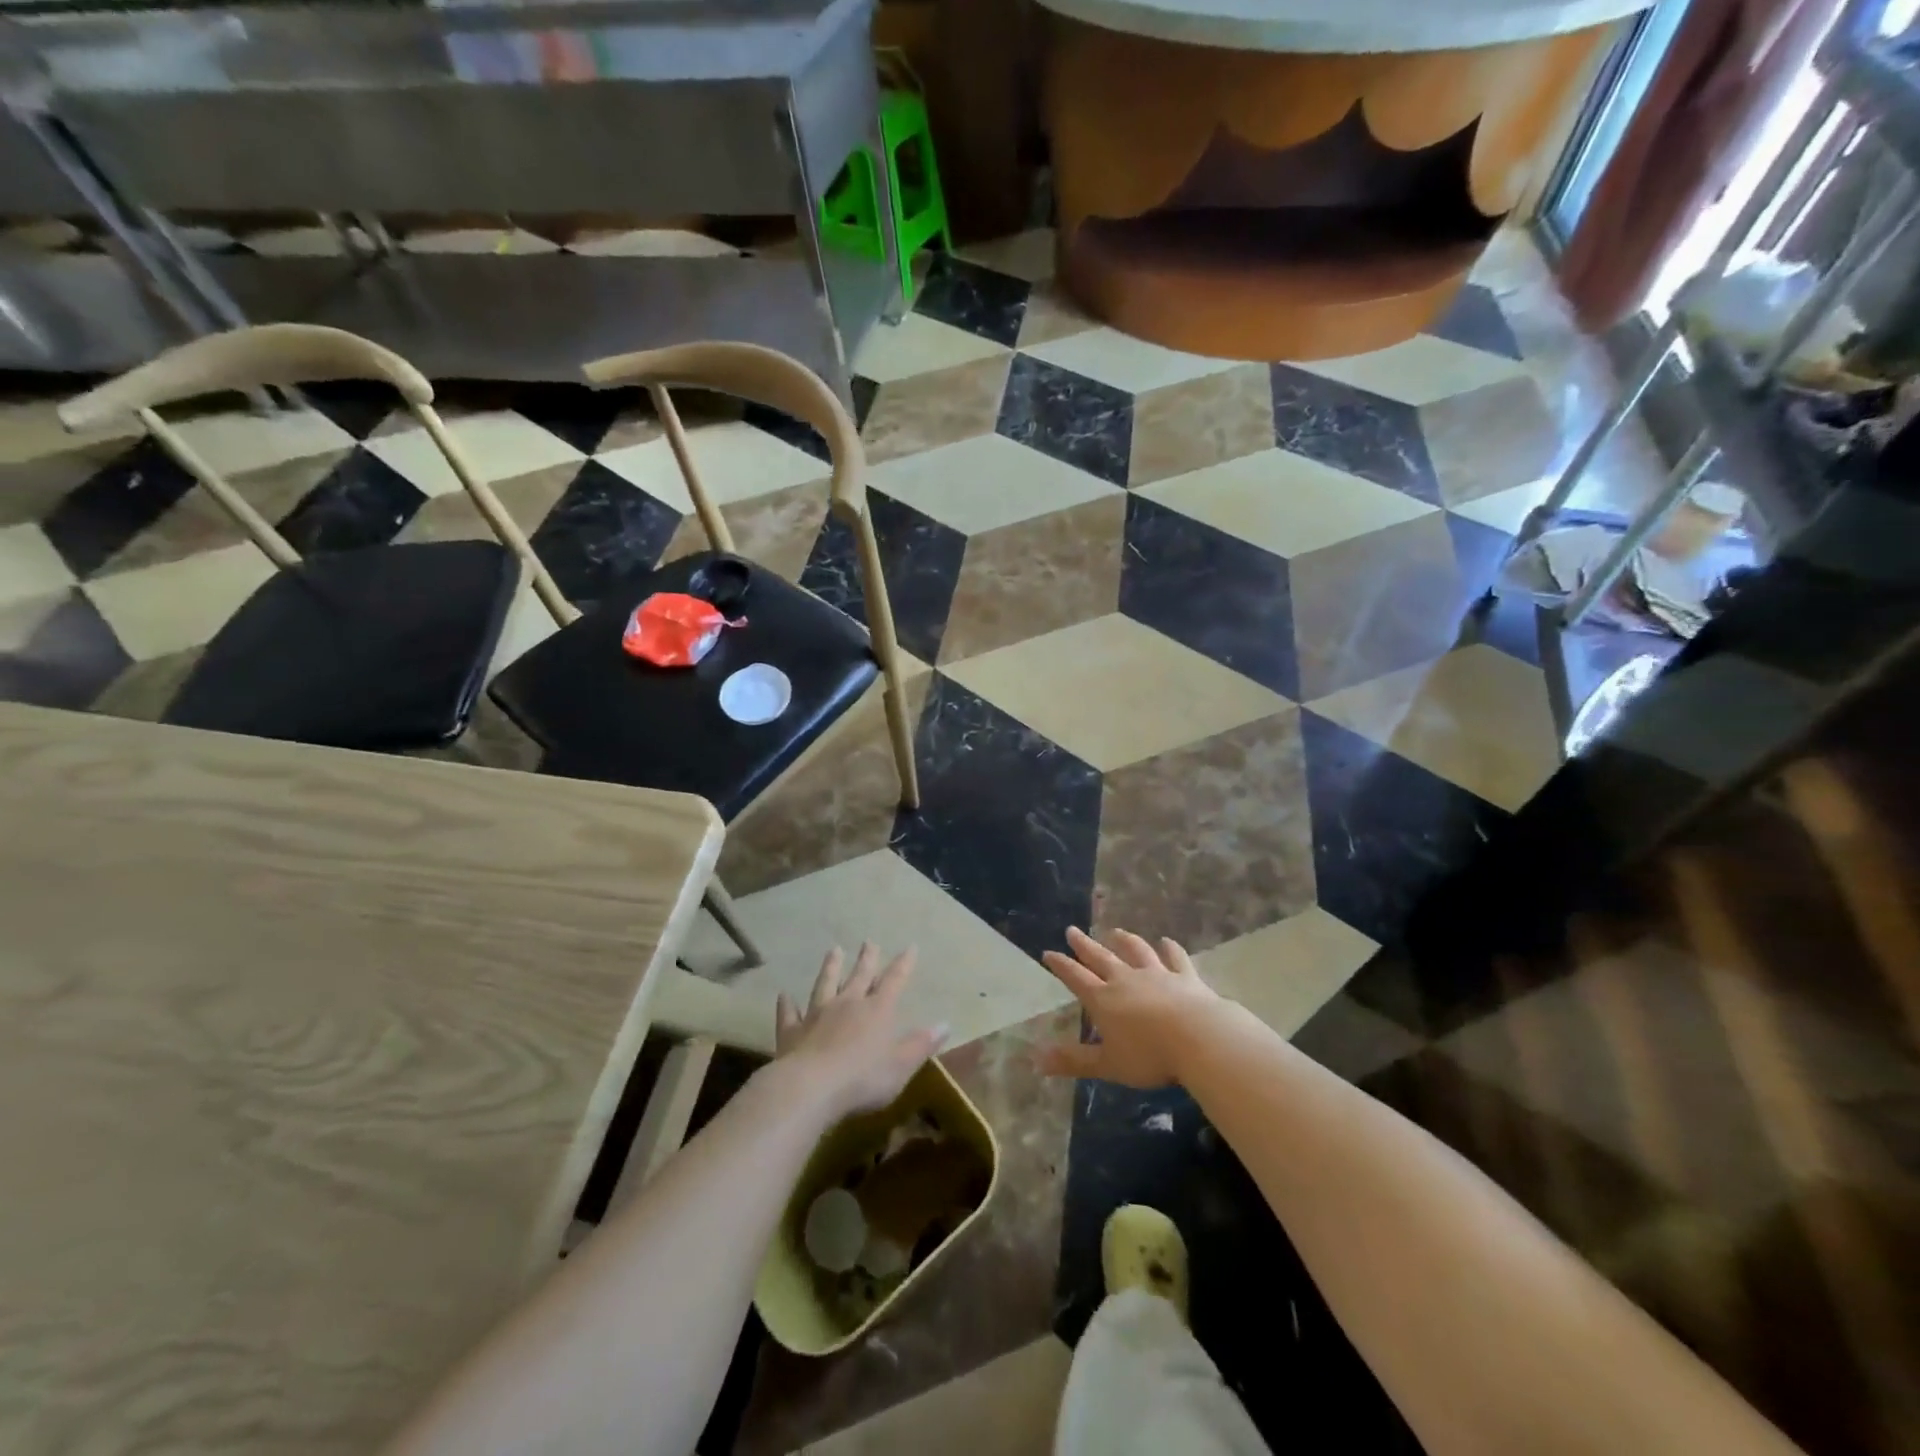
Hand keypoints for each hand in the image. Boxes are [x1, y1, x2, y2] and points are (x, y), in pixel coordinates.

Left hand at [774, 944, 948, 1120]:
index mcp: (877, 1010)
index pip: (894, 981)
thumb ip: (921, 1044)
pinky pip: (789, 1014)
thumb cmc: (863, 1078)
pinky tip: (784, 995)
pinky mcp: (792, 1032)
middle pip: (859, 976)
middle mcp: (847, 1004)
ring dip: (830, 968)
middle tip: (869, 942)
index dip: (903, 964)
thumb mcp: (901, 1064)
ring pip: (825, 985)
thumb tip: (946, 1023)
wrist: (810, 1088)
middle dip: (866, 959)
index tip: (910, 946)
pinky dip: (787, 1005)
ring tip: (834, 950)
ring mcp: (816, 1015)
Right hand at [1038, 926, 1219, 1087]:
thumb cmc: (1150, 1055)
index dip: (1061, 966)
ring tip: (1115, 932)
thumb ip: (1074, 1061)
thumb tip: (1037, 1061)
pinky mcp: (1185, 977)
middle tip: (1072, 930)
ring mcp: (1157, 975)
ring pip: (1136, 951)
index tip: (1048, 952)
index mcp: (1104, 999)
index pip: (1076, 978)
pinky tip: (1166, 942)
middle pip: (1101, 958)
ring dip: (1124, 940)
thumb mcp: (1107, 1064)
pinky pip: (1175, 958)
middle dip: (1084, 945)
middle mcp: (1126, 980)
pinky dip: (1170, 949)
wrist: (1199, 1038)